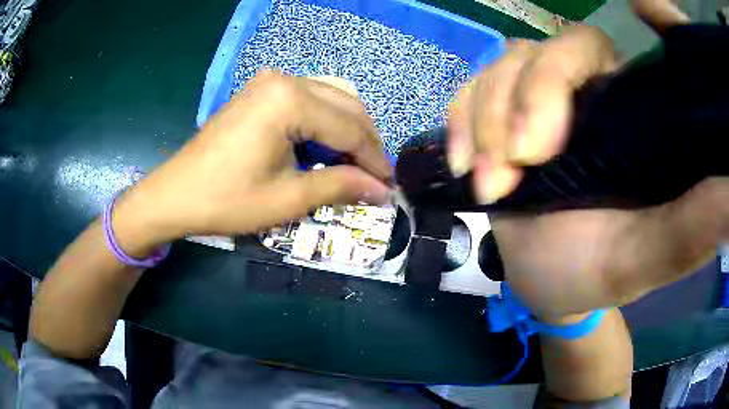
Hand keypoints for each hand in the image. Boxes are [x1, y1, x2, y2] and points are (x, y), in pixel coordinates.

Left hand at [113, 70, 391, 256]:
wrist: (176, 194)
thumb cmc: (227, 200)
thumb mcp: (288, 198)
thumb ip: (341, 187)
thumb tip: (382, 190)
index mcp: (290, 99)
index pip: (350, 129)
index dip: (375, 160)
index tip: (389, 186)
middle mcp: (285, 79)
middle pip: (346, 106)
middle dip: (365, 143)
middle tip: (375, 177)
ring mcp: (270, 81)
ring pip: (331, 97)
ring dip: (348, 130)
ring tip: (354, 164)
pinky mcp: (261, 90)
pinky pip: (309, 98)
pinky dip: (325, 122)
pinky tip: (326, 146)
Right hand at [448, 26, 727, 317]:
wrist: (545, 285)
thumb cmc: (596, 275)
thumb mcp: (646, 259)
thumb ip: (691, 228)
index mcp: (635, 117)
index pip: (630, 54)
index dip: (641, 15)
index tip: (640, 7)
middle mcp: (590, 92)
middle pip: (556, 48)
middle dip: (532, 96)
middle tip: (521, 162)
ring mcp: (539, 97)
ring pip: (505, 66)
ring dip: (488, 120)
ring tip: (492, 185)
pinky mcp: (499, 113)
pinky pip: (470, 89)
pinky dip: (461, 120)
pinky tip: (465, 163)